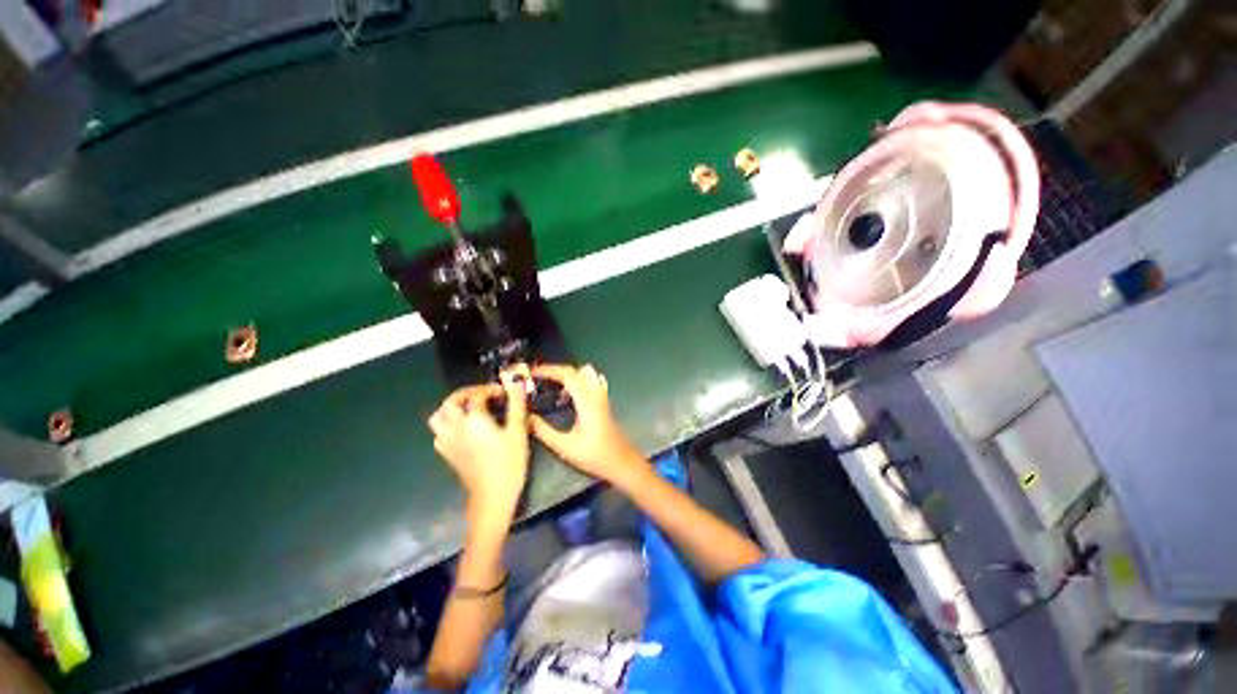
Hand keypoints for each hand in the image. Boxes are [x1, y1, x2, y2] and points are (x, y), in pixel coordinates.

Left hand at [429, 372, 529, 520]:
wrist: (492, 495)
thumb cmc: (509, 461)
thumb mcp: (517, 431)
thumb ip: (516, 405)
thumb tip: (517, 385)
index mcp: (473, 419)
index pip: (477, 395)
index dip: (490, 389)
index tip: (504, 392)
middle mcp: (456, 427)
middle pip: (450, 402)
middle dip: (465, 393)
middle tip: (482, 394)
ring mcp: (448, 442)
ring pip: (438, 417)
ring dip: (451, 408)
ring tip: (468, 408)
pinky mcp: (447, 455)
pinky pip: (439, 433)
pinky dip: (448, 425)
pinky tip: (462, 429)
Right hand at [529, 364, 644, 484]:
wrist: (621, 462)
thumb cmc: (593, 455)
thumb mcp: (564, 446)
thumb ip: (543, 430)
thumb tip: (526, 417)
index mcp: (586, 401)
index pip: (567, 375)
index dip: (548, 370)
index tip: (532, 373)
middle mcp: (596, 393)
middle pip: (576, 370)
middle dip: (556, 370)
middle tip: (539, 379)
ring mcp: (603, 396)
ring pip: (587, 373)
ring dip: (570, 376)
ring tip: (556, 390)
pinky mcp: (605, 401)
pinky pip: (593, 381)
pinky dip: (579, 381)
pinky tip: (571, 397)